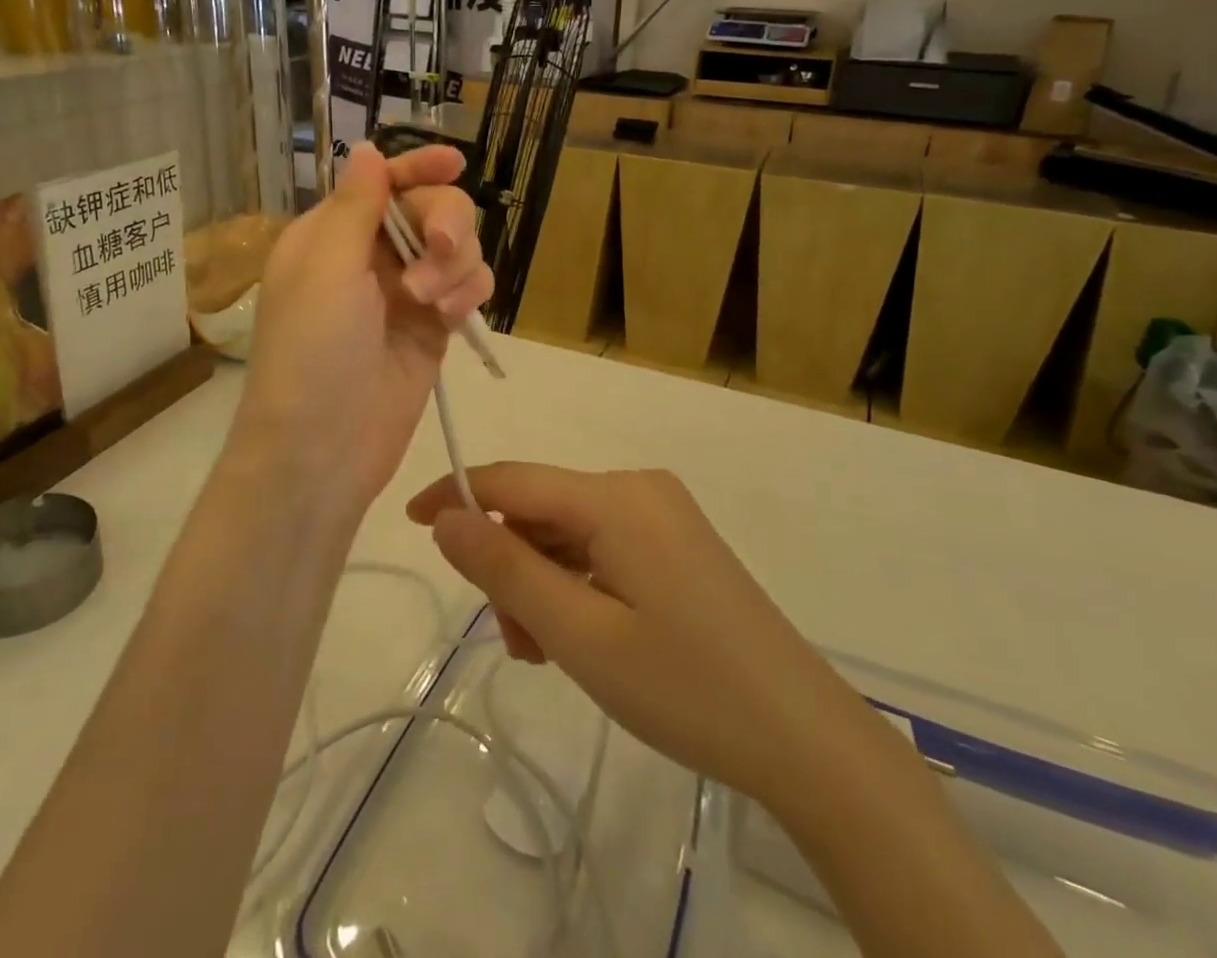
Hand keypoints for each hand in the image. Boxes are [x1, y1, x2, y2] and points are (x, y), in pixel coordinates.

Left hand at [232, 144, 493, 509]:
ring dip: (456, 265)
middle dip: (444, 223)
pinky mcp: (433, 327)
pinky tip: (451, 317)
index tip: (455, 163)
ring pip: (458, 248)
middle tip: (440, 249)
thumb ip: (355, 206)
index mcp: (334, 234)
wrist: (324, 449)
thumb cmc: (312, 352)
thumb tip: (367, 149)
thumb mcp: (326, 270)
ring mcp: (406, 293)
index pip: (383, 183)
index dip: (420, 167)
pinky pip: (469, 287)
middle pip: (431, 209)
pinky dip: (469, 292)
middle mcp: (371, 257)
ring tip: (431, 304)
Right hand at [406, 462, 845, 801]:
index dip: (456, 495)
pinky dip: (576, 584)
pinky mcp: (676, 541)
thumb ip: (505, 569)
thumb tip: (447, 518)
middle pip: (541, 510)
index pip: (512, 480)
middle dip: (511, 566)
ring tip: (550, 654)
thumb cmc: (686, 687)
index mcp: (615, 496)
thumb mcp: (580, 635)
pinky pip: (603, 546)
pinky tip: (583, 636)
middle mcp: (638, 487)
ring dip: (542, 583)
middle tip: (515, 642)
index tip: (411, 523)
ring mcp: (662, 513)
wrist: (805, 737)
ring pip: (569, 533)